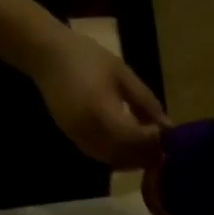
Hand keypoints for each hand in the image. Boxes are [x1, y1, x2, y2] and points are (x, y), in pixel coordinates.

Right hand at [30, 28, 168, 168]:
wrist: (45, 54)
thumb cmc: (86, 57)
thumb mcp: (123, 74)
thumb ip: (146, 102)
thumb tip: (168, 126)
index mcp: (101, 111)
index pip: (135, 138)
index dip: (154, 140)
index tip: (167, 133)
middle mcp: (89, 131)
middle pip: (126, 155)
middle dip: (147, 153)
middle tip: (164, 146)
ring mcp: (79, 138)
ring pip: (115, 160)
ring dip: (135, 159)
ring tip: (150, 148)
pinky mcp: (74, 139)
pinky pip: (103, 157)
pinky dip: (120, 157)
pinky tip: (131, 147)